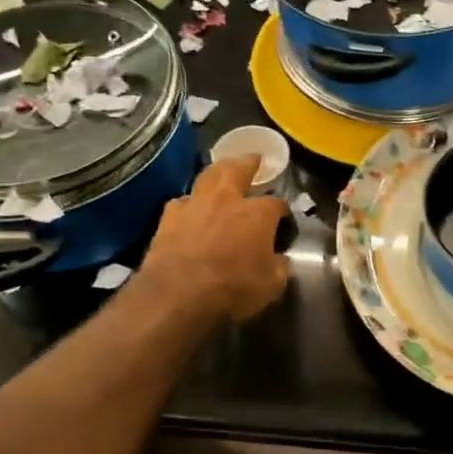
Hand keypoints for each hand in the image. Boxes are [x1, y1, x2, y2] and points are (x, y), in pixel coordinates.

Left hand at [141, 155, 289, 321]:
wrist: (177, 295)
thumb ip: (279, 267)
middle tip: (254, 158)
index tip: (284, 219)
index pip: (277, 204)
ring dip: (217, 172)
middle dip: (248, 162)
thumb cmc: (232, 289)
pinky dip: (190, 202)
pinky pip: (182, 201)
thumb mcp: (271, 286)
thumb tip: (280, 260)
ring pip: (207, 176)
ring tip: (222, 172)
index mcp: (258, 214)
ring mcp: (195, 205)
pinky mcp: (168, 218)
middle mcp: (227, 200)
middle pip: (238, 169)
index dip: (283, 211)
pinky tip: (191, 208)